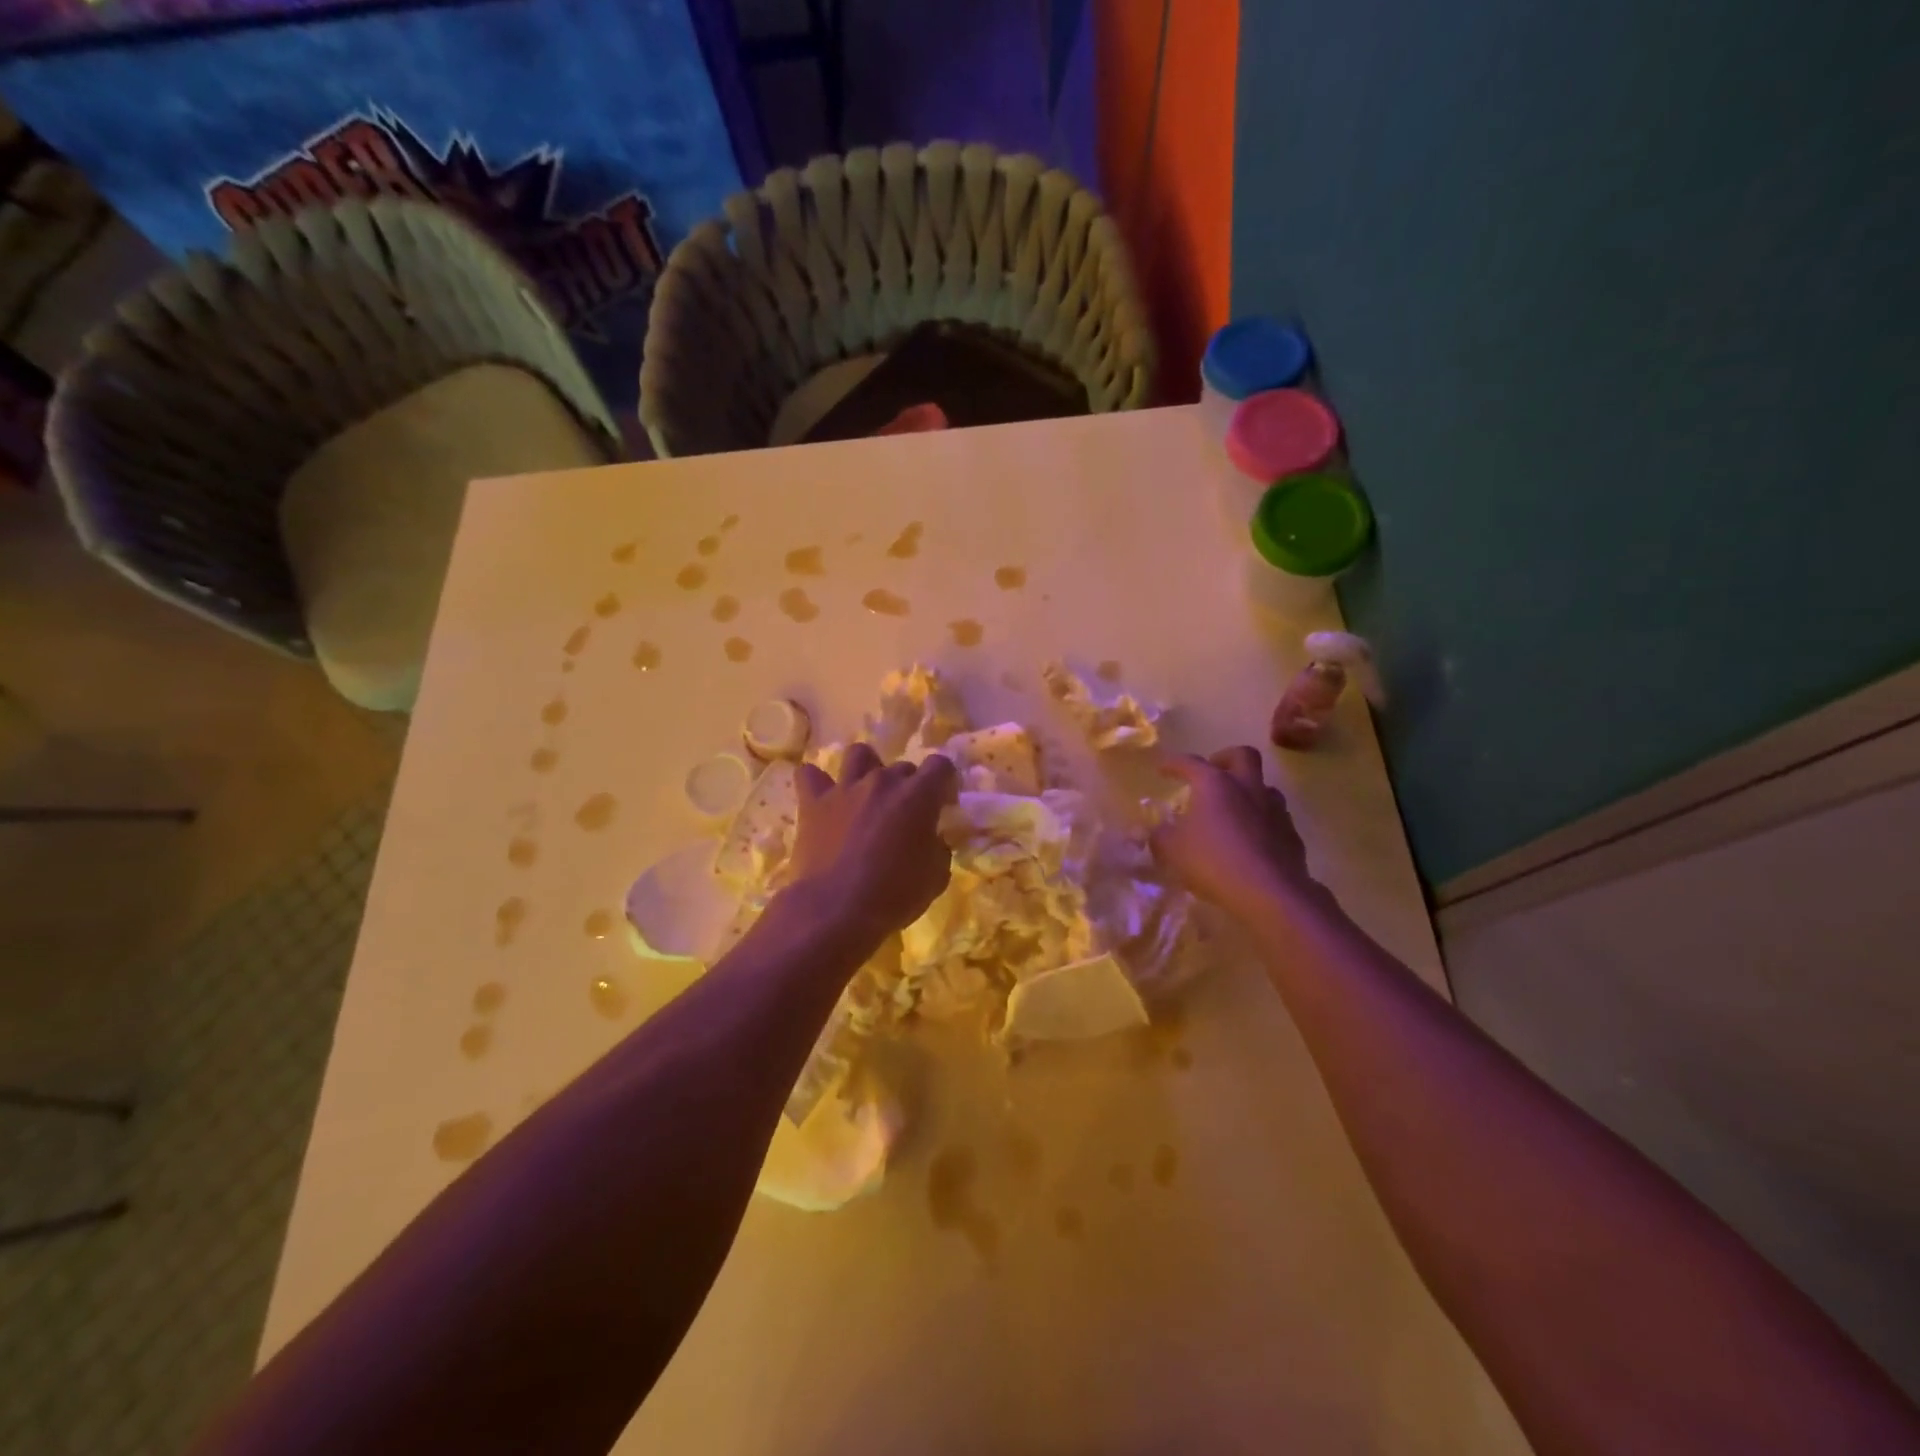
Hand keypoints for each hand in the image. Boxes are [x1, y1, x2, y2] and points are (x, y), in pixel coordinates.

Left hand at [786, 744, 958, 941]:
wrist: (835, 910)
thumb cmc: (894, 896)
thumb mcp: (936, 877)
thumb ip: (937, 847)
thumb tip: (931, 839)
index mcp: (918, 796)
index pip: (940, 765)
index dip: (944, 782)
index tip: (943, 803)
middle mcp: (882, 782)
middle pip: (901, 767)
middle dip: (908, 786)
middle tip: (904, 815)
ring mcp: (845, 788)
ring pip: (858, 754)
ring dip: (866, 769)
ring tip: (866, 792)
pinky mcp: (813, 803)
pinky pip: (809, 775)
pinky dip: (816, 782)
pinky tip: (822, 797)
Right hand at [1150, 748, 1326, 918]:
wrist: (1269, 893)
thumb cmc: (1213, 862)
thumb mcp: (1172, 850)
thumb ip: (1160, 836)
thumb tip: (1157, 831)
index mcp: (1215, 783)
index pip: (1190, 762)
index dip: (1173, 763)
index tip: (1161, 768)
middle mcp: (1248, 787)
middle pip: (1242, 755)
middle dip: (1224, 758)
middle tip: (1212, 772)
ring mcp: (1274, 809)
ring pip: (1264, 786)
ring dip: (1248, 790)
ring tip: (1233, 809)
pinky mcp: (1291, 834)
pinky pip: (1275, 818)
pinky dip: (1261, 822)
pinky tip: (1251, 840)